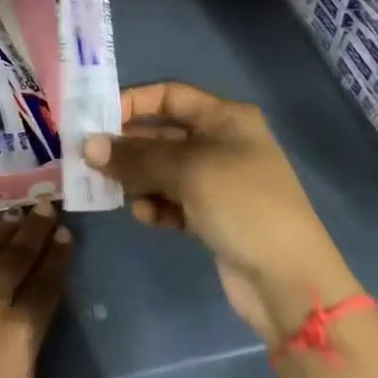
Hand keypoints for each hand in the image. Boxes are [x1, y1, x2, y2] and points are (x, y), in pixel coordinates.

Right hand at [83, 82, 362, 343]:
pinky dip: (156, 204)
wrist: (290, 282)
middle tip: (91, 158)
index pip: (169, 95)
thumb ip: (135, 157)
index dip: (134, 102)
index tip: (96, 118)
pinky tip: (145, 216)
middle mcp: (221, 143)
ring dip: (138, 178)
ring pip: (164, 169)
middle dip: (129, 146)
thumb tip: (87, 146)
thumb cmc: (242, 204)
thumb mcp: (187, 171)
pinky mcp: (213, 216)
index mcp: (225, 118)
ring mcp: (218, 181)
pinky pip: (173, 200)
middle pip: (163, 133)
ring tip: (113, 190)